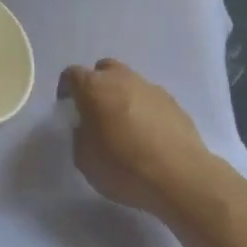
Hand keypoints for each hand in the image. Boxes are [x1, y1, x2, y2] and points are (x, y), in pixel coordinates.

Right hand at [58, 59, 215, 218]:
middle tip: (97, 113)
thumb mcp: (84, 158)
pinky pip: (151, 100)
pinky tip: (148, 137)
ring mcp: (151, 89)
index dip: (67, 90)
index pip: (72, 74)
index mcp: (94, 88)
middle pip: (104, 70)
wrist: (179, 177)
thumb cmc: (123, 167)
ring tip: (126, 128)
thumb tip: (88, 127)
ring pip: (130, 83)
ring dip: (123, 98)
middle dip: (97, 86)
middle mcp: (122, 79)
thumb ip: (80, 134)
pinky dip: (145, 111)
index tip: (69, 109)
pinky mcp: (174, 103)